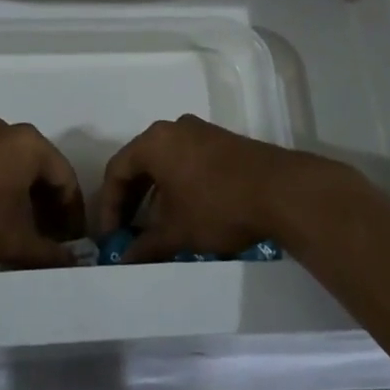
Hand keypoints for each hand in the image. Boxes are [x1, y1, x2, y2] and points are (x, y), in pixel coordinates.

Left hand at [0, 118, 86, 269]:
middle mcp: (9, 132)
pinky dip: (1, 193)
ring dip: (24, 203)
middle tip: (49, 243)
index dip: (72, 216)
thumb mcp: (11, 240)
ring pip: (15, 170)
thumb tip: (73, 264)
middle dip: (48, 209)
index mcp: (30, 144)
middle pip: (41, 172)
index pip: (66, 179)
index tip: (72, 245)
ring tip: (21, 236)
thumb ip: (46, 253)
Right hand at [96, 114, 341, 262]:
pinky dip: (177, 185)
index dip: (108, 206)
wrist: (280, 190)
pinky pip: (186, 161)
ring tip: (155, 227)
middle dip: (130, 200)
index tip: (109, 237)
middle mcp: (173, 128)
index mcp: (154, 141)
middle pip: (140, 163)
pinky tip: (184, 212)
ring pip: (165, 162)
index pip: (117, 170)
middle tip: (126, 232)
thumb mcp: (177, 231)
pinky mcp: (222, 142)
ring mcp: (200, 132)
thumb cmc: (217, 205)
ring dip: (155, 194)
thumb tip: (124, 260)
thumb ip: (145, 245)